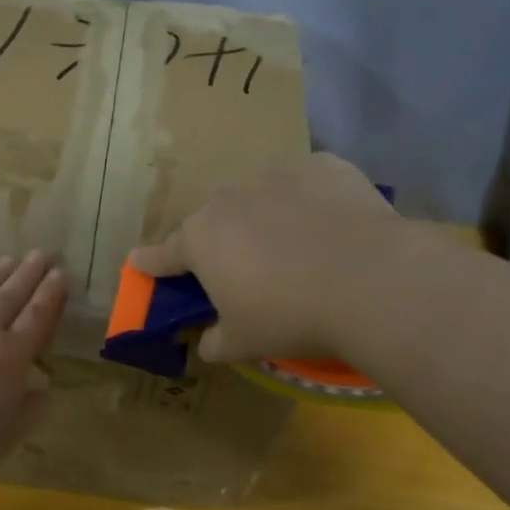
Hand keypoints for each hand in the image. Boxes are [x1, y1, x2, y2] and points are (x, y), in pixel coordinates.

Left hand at [0, 252, 66, 500]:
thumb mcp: (10, 433)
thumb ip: (30, 404)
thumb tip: (39, 384)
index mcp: (11, 358)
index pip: (37, 317)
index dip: (50, 295)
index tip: (60, 274)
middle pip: (9, 297)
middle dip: (28, 274)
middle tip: (41, 254)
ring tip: (8, 260)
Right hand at [129, 154, 396, 361]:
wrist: (372, 280)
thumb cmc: (290, 315)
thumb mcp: (243, 342)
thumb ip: (214, 341)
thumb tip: (206, 343)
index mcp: (200, 239)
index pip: (164, 254)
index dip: (151, 262)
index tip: (138, 262)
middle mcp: (229, 198)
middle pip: (211, 217)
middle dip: (217, 238)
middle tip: (239, 267)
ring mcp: (276, 175)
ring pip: (256, 193)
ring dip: (260, 213)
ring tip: (289, 242)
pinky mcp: (323, 166)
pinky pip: (304, 182)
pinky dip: (307, 200)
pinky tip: (328, 224)